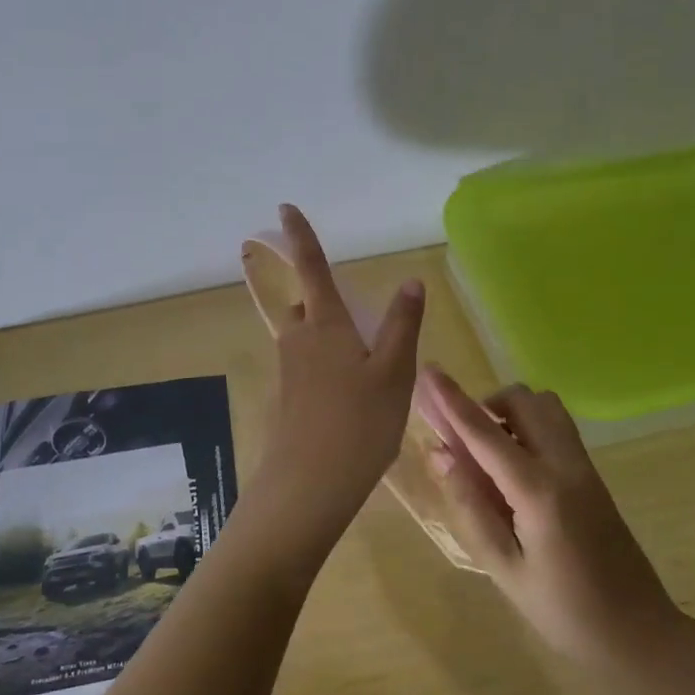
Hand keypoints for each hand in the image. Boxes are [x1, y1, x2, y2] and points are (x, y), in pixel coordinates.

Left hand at [240, 205, 424, 564]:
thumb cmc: (358, 424)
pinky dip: (326, 369)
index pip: (311, 268)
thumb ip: (402, 325)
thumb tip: (410, 281)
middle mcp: (298, 340)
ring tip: (365, 369)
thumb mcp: (393, 373)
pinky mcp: (286, 399)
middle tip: (358, 324)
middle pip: (307, 307)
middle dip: (324, 304)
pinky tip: (350, 400)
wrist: (309, 486)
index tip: (283, 208)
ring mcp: (288, 371)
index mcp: (324, 324)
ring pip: (307, 339)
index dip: (300, 236)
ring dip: (329, 339)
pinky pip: (307, 368)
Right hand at [417, 367, 681, 667]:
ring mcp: (585, 467)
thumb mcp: (504, 567)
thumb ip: (471, 505)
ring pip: (545, 408)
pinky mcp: (593, 475)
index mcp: (539, 491)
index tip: (428, 371)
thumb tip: (439, 454)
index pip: (485, 432)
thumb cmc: (564, 611)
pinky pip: (557, 428)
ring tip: (488, 452)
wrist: (639, 634)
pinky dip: (528, 427)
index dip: (452, 400)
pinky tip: (514, 469)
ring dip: (510, 413)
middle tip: (461, 438)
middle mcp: (565, 465)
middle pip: (523, 401)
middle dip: (486, 404)